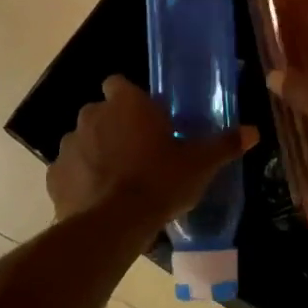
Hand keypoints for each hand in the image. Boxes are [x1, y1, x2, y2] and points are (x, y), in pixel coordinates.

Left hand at [48, 75, 257, 224]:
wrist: (113, 224)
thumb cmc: (160, 182)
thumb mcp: (200, 164)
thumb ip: (224, 144)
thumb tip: (253, 131)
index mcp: (126, 104)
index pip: (119, 84)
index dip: (131, 99)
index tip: (147, 120)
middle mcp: (92, 115)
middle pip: (102, 113)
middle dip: (115, 128)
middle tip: (139, 153)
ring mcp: (68, 144)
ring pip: (84, 141)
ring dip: (97, 153)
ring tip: (118, 180)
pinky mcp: (54, 175)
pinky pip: (70, 171)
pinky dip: (81, 180)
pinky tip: (98, 199)